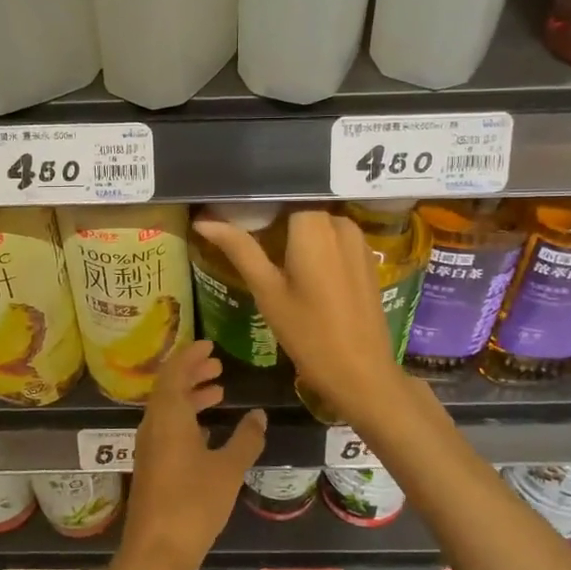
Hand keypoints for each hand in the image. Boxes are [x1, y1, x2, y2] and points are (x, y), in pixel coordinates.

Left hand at [119, 340, 265, 569]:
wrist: (156, 552)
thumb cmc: (193, 504)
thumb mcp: (228, 469)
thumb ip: (246, 439)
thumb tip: (258, 414)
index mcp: (168, 416)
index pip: (174, 371)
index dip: (190, 355)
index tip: (209, 344)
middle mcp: (153, 425)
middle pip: (169, 387)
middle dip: (192, 372)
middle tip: (217, 365)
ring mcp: (149, 447)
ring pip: (167, 408)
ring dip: (190, 395)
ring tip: (218, 392)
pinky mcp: (152, 466)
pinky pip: (167, 427)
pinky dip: (186, 418)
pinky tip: (207, 431)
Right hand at [192, 208, 411, 425]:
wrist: (361, 373)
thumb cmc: (308, 332)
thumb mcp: (267, 290)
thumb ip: (239, 249)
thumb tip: (203, 222)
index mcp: (314, 225)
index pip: (281, 195)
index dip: (258, 205)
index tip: (237, 219)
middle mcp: (341, 223)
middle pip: (300, 209)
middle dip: (276, 220)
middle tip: (250, 243)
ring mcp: (359, 241)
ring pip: (318, 224)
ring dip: (297, 235)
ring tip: (273, 259)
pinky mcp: (367, 260)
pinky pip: (336, 240)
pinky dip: (317, 247)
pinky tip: (303, 273)